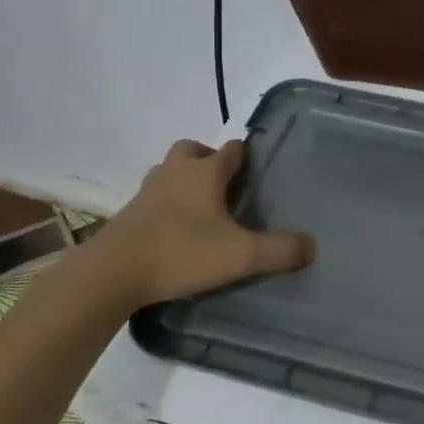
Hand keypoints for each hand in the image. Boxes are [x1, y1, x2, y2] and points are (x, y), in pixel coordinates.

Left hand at [81, 140, 313, 307]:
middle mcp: (175, 172)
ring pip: (169, 171)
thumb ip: (280, 250)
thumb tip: (311, 246)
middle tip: (224, 186)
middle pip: (192, 150)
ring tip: (202, 209)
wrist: (111, 274)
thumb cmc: (181, 252)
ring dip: (184, 180)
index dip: (245, 155)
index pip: (231, 149)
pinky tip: (176, 231)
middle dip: (208, 160)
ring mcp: (147, 191)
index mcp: (205, 172)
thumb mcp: (241, 255)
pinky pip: (153, 197)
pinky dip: (166, 205)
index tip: (257, 170)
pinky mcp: (128, 214)